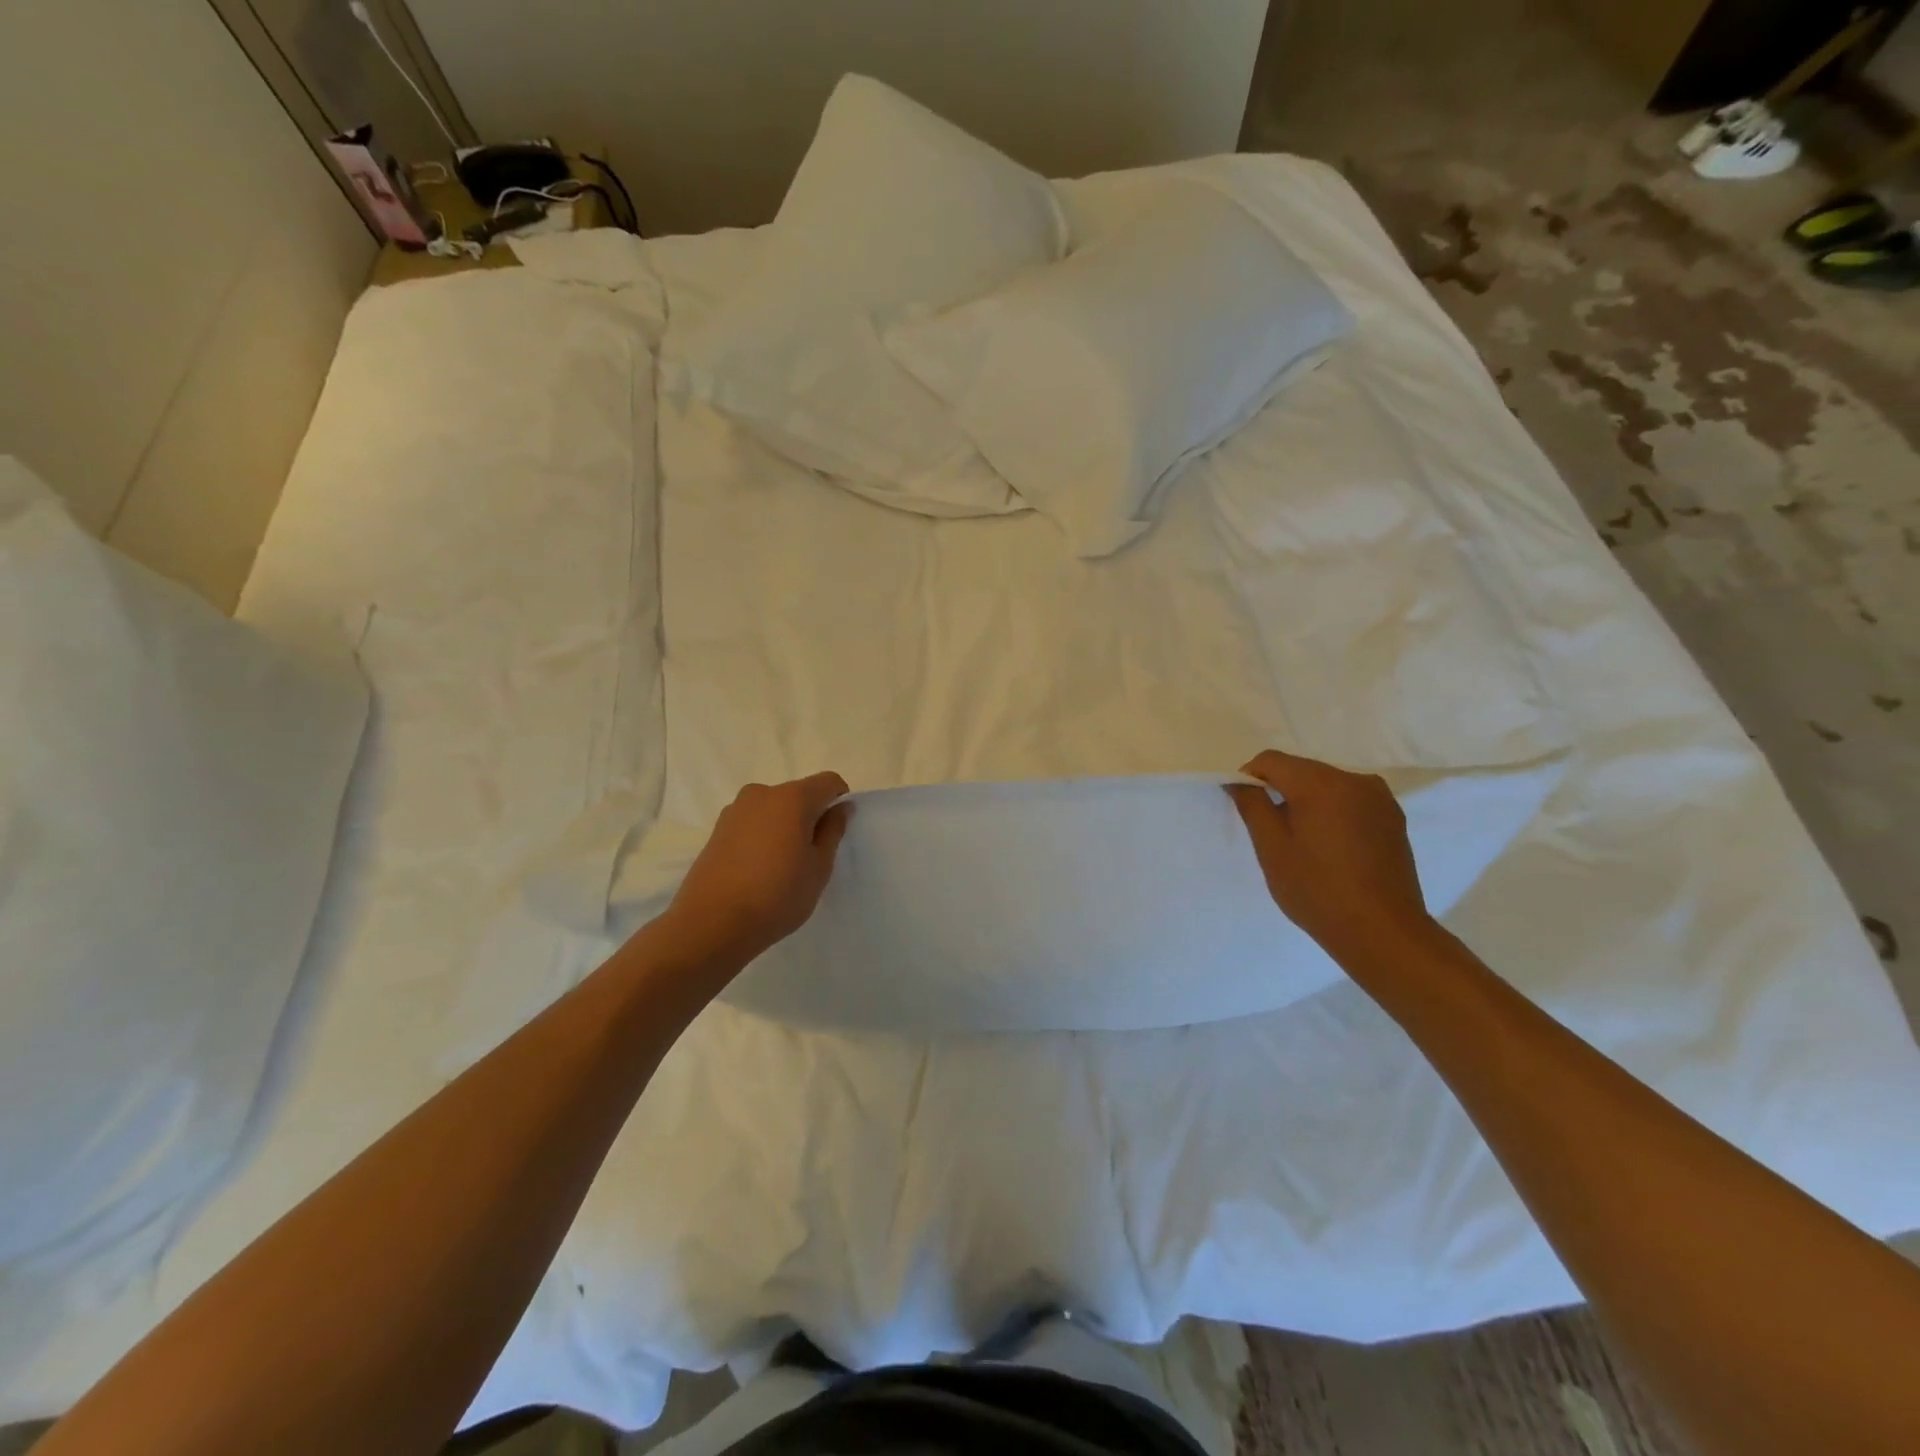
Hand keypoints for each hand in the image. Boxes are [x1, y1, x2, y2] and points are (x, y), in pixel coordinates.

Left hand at [662, 773, 852, 965]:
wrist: (711, 924)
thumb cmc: (777, 895)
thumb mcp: (818, 868)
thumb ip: (832, 831)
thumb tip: (840, 807)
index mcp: (792, 798)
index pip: (828, 782)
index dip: (839, 800)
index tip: (836, 832)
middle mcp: (761, 794)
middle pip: (798, 794)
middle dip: (810, 816)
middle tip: (811, 855)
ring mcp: (735, 810)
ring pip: (773, 809)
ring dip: (784, 826)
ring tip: (782, 866)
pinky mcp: (717, 830)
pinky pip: (752, 823)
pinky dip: (762, 836)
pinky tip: (758, 870)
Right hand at [1227, 750, 1434, 968]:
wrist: (1383, 932)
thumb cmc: (1318, 890)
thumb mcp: (1272, 848)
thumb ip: (1252, 806)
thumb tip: (1239, 781)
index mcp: (1321, 783)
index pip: (1271, 760)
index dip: (1250, 779)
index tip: (1246, 810)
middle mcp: (1354, 779)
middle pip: (1301, 770)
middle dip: (1280, 791)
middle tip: (1272, 832)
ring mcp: (1379, 797)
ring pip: (1326, 784)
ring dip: (1307, 802)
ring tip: (1304, 843)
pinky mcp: (1393, 817)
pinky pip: (1350, 800)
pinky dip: (1332, 812)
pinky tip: (1331, 848)